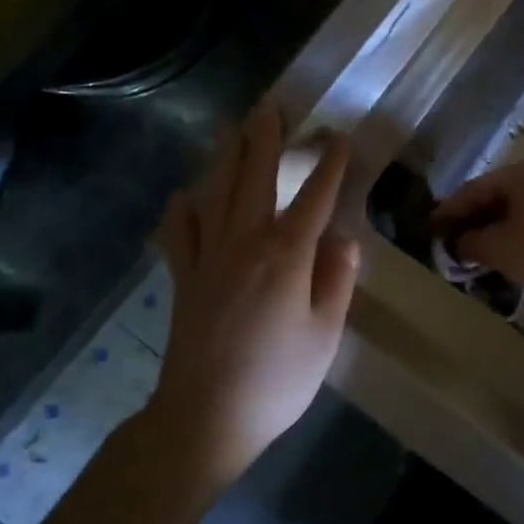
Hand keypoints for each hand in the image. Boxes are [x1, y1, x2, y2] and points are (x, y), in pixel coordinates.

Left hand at [152, 100, 359, 477]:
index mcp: (286, 256)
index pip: (314, 198)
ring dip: (225, 158)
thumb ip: (336, 281)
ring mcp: (208, 260)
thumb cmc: (277, 380)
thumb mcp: (325, 334)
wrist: (205, 419)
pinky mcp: (184, 280)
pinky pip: (179, 234)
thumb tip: (344, 240)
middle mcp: (244, 245)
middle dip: (265, 140)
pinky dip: (181, 210)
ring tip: (229, 128)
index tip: (339, 136)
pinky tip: (184, 195)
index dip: (329, 165)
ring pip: (216, 195)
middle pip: (256, 180)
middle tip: (270, 104)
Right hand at [431, 160, 523, 296]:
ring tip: (461, 257)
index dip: (448, 210)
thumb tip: (455, 245)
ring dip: (485, 236)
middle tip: (442, 244)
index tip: (427, 228)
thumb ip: (468, 242)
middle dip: (466, 223)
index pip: (472, 189)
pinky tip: (490, 263)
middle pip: (490, 201)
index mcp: (518, 175)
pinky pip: (521, 232)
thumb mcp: (495, 246)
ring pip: (506, 218)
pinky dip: (504, 245)